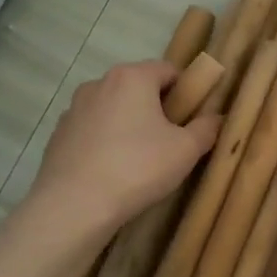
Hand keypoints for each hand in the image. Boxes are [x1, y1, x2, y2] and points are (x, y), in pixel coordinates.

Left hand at [31, 61, 219, 236]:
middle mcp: (99, 83)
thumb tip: (217, 118)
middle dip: (156, 108)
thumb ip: (207, 128)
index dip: (185, 91)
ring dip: (129, 125)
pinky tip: (112, 170)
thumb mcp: (186, 150)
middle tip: (170, 141)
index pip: (168, 70)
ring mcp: (73, 108)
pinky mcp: (58, 134)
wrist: (74, 206)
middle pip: (138, 88)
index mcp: (132, 77)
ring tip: (139, 160)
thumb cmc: (138, 168)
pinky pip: (92, 130)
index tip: (192, 119)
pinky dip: (105, 142)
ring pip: (113, 109)